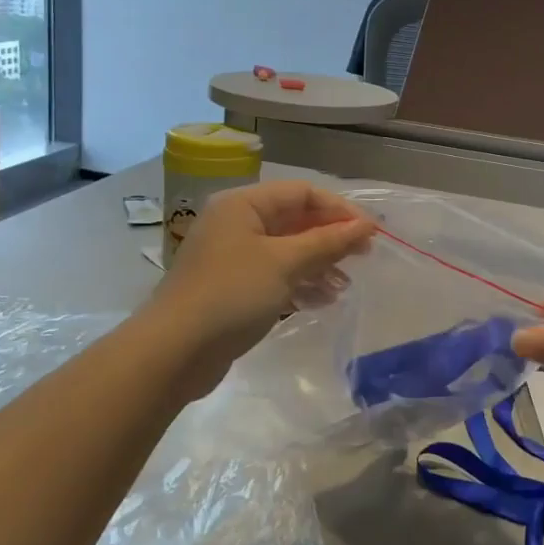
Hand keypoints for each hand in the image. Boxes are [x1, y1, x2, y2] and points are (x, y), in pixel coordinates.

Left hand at [148, 180, 375, 393]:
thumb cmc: (231, 294)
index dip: (339, 210)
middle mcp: (237, 224)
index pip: (302, 193)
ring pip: (287, 251)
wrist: (174, 352)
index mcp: (244, 205)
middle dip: (330, 239)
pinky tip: (321, 302)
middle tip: (364, 258)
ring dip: (319, 265)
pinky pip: (275, 276)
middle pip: (295, 221)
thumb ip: (328, 242)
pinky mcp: (232, 288)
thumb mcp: (285, 263)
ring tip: (344, 287)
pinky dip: (299, 284)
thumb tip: (366, 225)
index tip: (370, 233)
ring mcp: (233, 257)